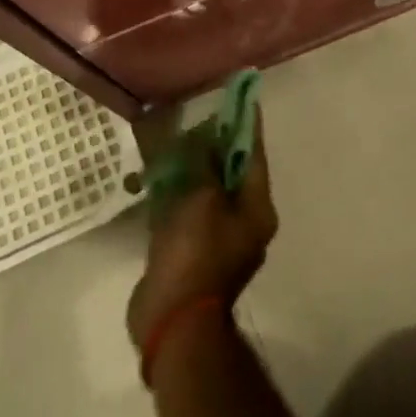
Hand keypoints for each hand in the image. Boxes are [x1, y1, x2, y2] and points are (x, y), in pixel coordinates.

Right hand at [127, 127, 278, 350]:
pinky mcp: (191, 252)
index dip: (246, 124)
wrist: (173, 320)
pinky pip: (187, 211)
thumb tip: (205, 144)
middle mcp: (243, 223)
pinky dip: (176, 192)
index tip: (238, 96)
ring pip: (207, 191)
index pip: (254, 155)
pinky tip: (158, 175)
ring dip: (192, 168)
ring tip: (174, 139)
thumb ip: (205, 166)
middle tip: (196, 116)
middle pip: (231, 172)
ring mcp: (217, 240)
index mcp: (257, 210)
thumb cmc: (196, 253)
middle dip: (214, 144)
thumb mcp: (203, 199)